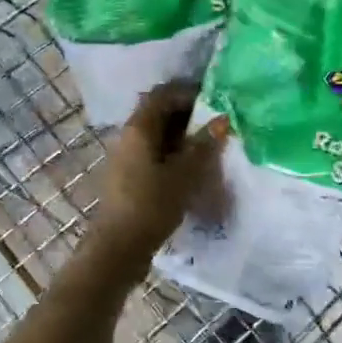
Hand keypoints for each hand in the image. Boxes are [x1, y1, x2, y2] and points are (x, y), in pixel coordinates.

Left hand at [85, 82, 226, 269]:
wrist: (118, 248)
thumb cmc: (151, 206)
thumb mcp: (184, 175)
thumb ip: (204, 146)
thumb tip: (222, 120)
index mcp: (138, 128)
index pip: (162, 94)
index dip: (189, 94)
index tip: (215, 103)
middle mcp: (128, 137)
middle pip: (159, 114)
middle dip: (189, 117)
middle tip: (217, 128)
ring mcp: (126, 158)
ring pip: (157, 137)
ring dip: (182, 139)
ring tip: (210, 150)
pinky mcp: (128, 179)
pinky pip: (153, 156)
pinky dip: (173, 156)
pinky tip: (192, 172)